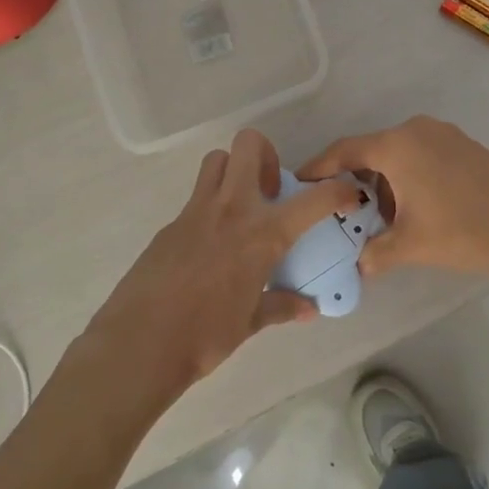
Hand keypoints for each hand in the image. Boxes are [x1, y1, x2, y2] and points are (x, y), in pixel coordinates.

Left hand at [81, 130, 361, 402]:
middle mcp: (231, 210)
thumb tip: (308, 308)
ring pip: (216, 162)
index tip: (348, 192)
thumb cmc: (205, 336)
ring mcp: (195, 212)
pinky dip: (210, 209)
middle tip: (271, 191)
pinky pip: (195, 199)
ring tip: (241, 209)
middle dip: (266, 155)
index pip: (313, 200)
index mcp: (261, 234)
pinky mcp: (169, 225)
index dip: (338, 190)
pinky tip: (209, 247)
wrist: (140, 344)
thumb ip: (280, 307)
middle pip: (248, 145)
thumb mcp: (250, 323)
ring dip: (233, 172)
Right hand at [298, 115, 488, 278]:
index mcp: (396, 145)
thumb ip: (375, 253)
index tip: (298, 182)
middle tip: (341, 211)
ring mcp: (442, 134)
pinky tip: (413, 208)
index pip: (344, 151)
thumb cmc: (464, 230)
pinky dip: (406, 177)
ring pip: (397, 155)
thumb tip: (359, 265)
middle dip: (353, 182)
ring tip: (380, 219)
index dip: (318, 168)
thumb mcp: (411, 245)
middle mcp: (416, 130)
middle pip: (370, 151)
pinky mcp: (462, 145)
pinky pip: (420, 155)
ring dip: (383, 182)